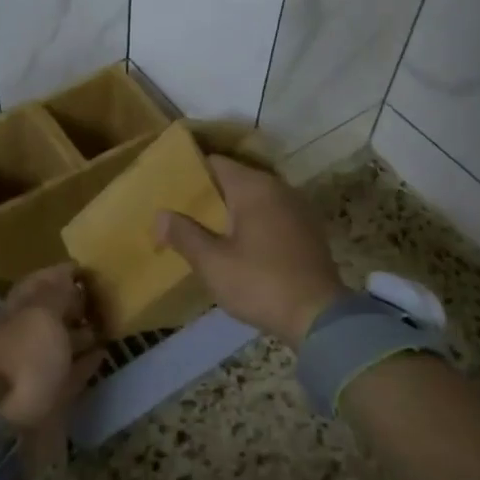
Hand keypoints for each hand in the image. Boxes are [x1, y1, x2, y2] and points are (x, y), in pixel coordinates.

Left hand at [0, 263, 101, 469]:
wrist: (12, 431)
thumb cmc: (26, 364)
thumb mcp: (41, 317)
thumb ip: (55, 294)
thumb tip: (66, 276)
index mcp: (12, 317)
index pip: (35, 285)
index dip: (58, 273)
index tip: (86, 268)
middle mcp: (20, 340)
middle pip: (48, 314)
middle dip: (72, 301)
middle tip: (102, 294)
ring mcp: (34, 370)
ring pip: (60, 342)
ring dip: (82, 331)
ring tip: (107, 321)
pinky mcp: (49, 397)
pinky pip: (71, 372)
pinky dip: (86, 361)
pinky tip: (104, 352)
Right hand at [154, 157, 343, 346]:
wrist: (319, 316)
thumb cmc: (260, 283)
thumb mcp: (213, 263)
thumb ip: (184, 234)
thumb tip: (160, 214)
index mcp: (253, 187)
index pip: (215, 163)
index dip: (190, 173)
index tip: (169, 188)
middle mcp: (278, 187)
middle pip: (236, 179)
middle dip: (210, 194)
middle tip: (181, 212)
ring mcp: (298, 208)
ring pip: (256, 199)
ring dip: (232, 210)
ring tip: (206, 230)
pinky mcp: (308, 230)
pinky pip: (273, 215)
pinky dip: (254, 223)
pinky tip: (240, 246)